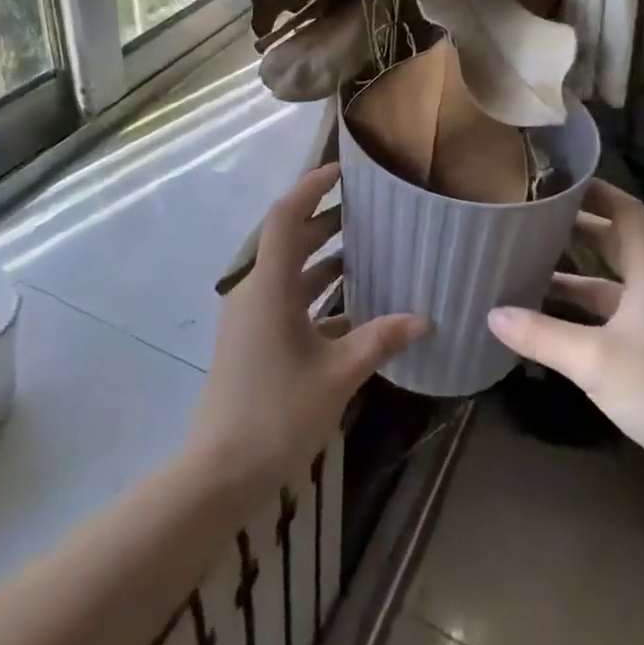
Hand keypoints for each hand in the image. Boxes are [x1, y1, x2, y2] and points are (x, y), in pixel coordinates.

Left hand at [187, 163, 429, 494]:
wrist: (218, 473)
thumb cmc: (276, 414)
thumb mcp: (336, 376)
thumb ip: (380, 341)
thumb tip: (425, 319)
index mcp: (268, 288)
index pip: (285, 217)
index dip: (310, 188)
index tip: (341, 171)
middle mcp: (255, 292)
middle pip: (289, 242)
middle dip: (325, 222)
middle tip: (368, 211)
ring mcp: (251, 318)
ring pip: (289, 273)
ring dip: (323, 260)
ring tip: (366, 250)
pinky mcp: (252, 340)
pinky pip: (287, 301)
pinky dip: (316, 295)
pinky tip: (352, 307)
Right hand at [487, 179, 643, 492]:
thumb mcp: (595, 360)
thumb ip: (542, 335)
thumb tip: (492, 313)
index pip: (625, 211)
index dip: (595, 191)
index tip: (556, 181)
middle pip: (614, 239)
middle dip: (575, 225)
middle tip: (531, 216)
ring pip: (608, 278)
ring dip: (573, 269)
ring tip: (526, 260)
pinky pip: (607, 310)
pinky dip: (578, 305)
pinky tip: (544, 313)